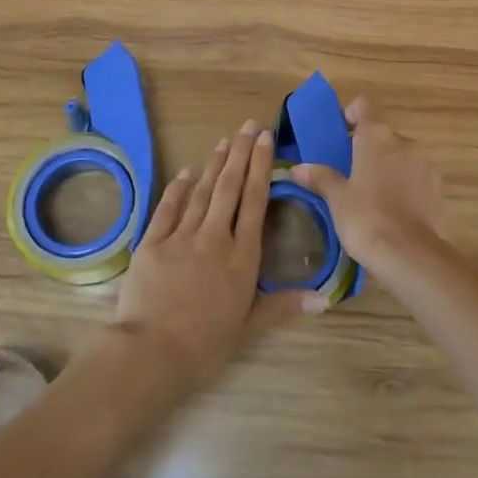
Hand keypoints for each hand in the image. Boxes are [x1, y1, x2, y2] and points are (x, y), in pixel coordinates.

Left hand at [110, 120, 313, 392]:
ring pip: (202, 191)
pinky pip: (168, 207)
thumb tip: (325, 297)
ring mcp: (182, 236)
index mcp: (242, 256)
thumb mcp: (249, 326)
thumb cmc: (206, 344)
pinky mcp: (153, 242)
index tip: (266, 140)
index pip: (255, 201)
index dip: (261, 167)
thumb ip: (284, 305)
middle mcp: (215, 237)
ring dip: (214, 164)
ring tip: (225, 141)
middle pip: (230, 187)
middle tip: (249, 126)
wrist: (153, 352)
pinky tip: (186, 171)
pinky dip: (178, 188)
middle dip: (241, 153)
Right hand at [289, 98, 443, 272]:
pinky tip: (391, 212)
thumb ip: (320, 177)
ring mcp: (425, 165)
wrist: (410, 254)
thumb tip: (297, 168)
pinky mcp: (438, 189)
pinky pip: (415, 178)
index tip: (339, 133)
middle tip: (348, 173)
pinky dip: (403, 186)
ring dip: (386, 168)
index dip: (350, 114)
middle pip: (381, 134)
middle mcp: (404, 142)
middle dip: (366, 148)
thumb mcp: (337, 198)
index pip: (363, 106)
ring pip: (400, 156)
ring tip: (370, 196)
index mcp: (376, 136)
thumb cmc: (366, 218)